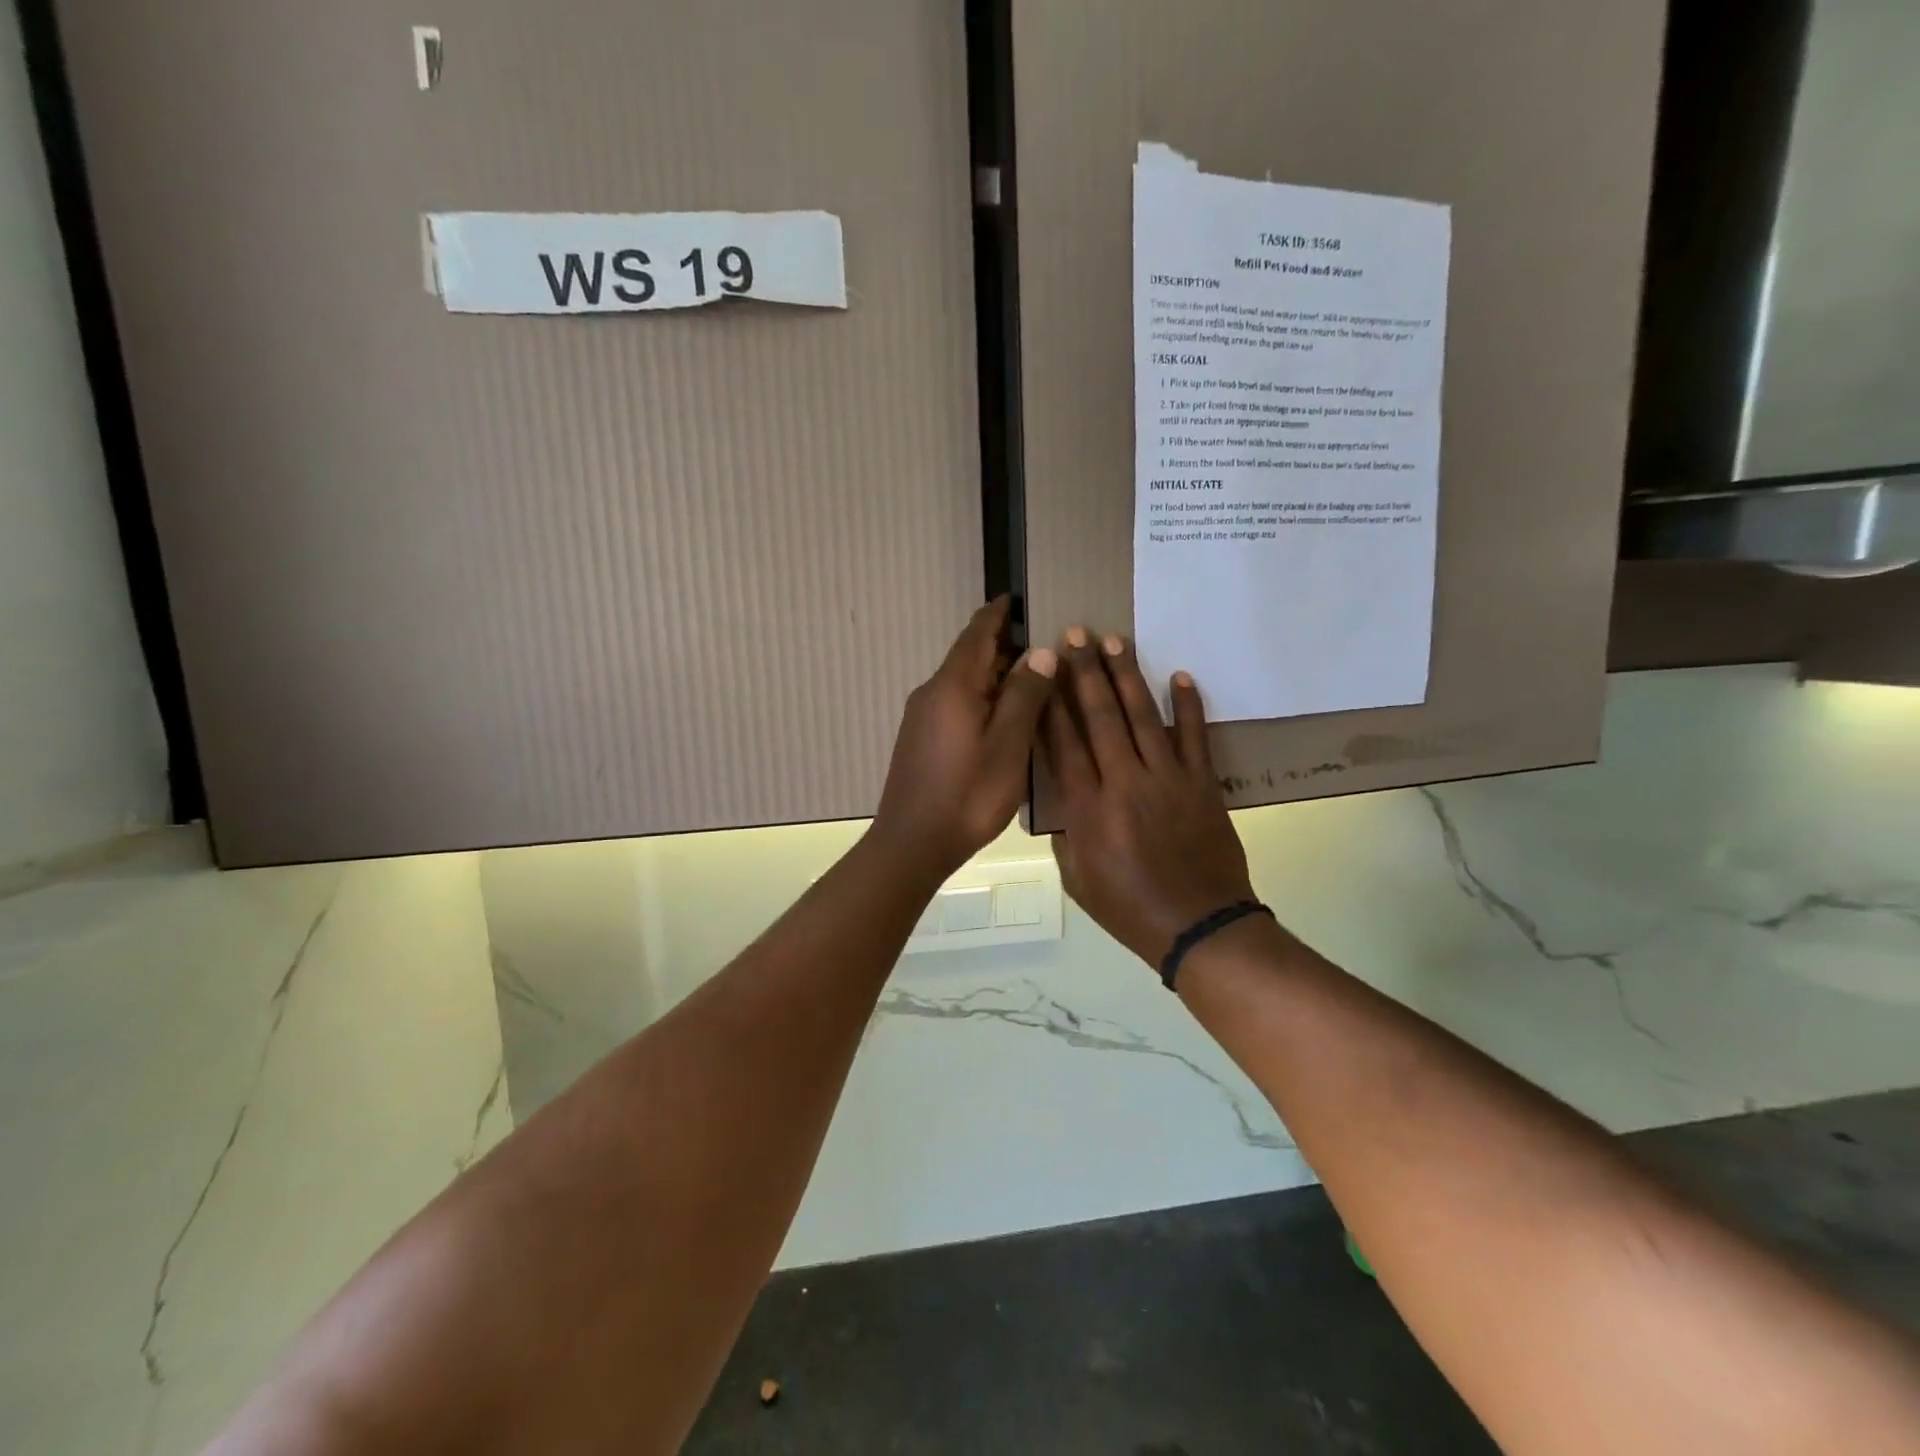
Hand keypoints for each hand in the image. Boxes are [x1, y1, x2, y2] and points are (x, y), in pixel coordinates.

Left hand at [872, 597, 1057, 878]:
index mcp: (953, 686)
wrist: (912, 842)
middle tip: (1040, 646)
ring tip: (1028, 680)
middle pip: (969, 657)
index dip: (997, 615)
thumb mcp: (1008, 746)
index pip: (976, 634)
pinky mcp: (920, 739)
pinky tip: (999, 717)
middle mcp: (932, 692)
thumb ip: (1025, 696)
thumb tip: (1041, 652)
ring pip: (962, 682)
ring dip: (992, 675)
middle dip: (1002, 646)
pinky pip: (954, 703)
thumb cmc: (967, 794)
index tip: (1015, 599)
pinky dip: (979, 698)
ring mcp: (921, 717)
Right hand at [1045, 629, 1255, 966]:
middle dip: (1084, 673)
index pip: (1063, 743)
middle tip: (1075, 634)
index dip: (1051, 703)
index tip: (1043, 669)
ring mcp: (1167, 779)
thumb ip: (1066, 833)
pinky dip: (1188, 705)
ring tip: (1114, 640)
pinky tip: (1179, 675)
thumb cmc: (1129, 909)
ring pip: (1143, 717)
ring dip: (1127, 676)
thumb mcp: (1077, 879)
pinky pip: (1195, 737)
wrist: (1199, 926)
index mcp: (1087, 809)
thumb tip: (1064, 797)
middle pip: (1100, 718)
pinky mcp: (1202, 784)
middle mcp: (1124, 783)